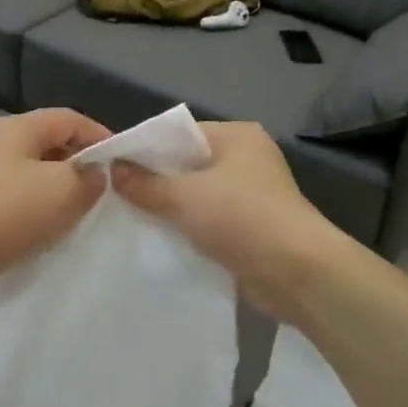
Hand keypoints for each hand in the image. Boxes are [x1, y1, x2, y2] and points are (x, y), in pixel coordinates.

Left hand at [0, 108, 111, 278]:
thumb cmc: (10, 211)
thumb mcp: (65, 190)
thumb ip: (89, 178)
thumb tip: (92, 175)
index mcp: (17, 128)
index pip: (68, 119)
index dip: (100, 135)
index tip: (122, 162)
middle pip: (47, 145)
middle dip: (78, 165)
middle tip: (103, 191)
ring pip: (30, 176)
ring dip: (56, 191)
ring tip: (79, 214)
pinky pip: (13, 202)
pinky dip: (34, 212)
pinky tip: (46, 233)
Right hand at [112, 122, 352, 320]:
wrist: (296, 272)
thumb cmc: (241, 218)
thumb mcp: (184, 196)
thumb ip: (145, 184)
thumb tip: (114, 170)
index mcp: (236, 136)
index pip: (180, 133)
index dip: (145, 149)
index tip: (111, 168)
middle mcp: (246, 159)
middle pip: (187, 164)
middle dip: (155, 181)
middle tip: (115, 196)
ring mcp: (251, 194)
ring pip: (197, 195)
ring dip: (170, 208)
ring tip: (131, 219)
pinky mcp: (251, 227)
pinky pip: (208, 221)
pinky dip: (187, 228)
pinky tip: (160, 240)